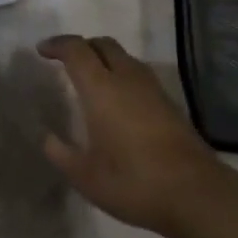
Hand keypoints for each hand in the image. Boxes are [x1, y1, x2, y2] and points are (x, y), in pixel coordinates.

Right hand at [40, 35, 228, 237]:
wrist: (196, 193)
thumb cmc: (134, 182)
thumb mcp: (86, 177)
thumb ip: (62, 154)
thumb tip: (47, 138)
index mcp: (101, 88)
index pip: (76, 50)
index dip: (57, 45)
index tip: (42, 50)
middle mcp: (126, 78)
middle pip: (102, 44)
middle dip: (81, 46)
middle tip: (65, 61)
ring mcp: (152, 88)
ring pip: (123, 57)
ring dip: (103, 59)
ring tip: (90, 79)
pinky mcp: (169, 102)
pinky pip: (137, 74)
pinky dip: (121, 74)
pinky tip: (117, 101)